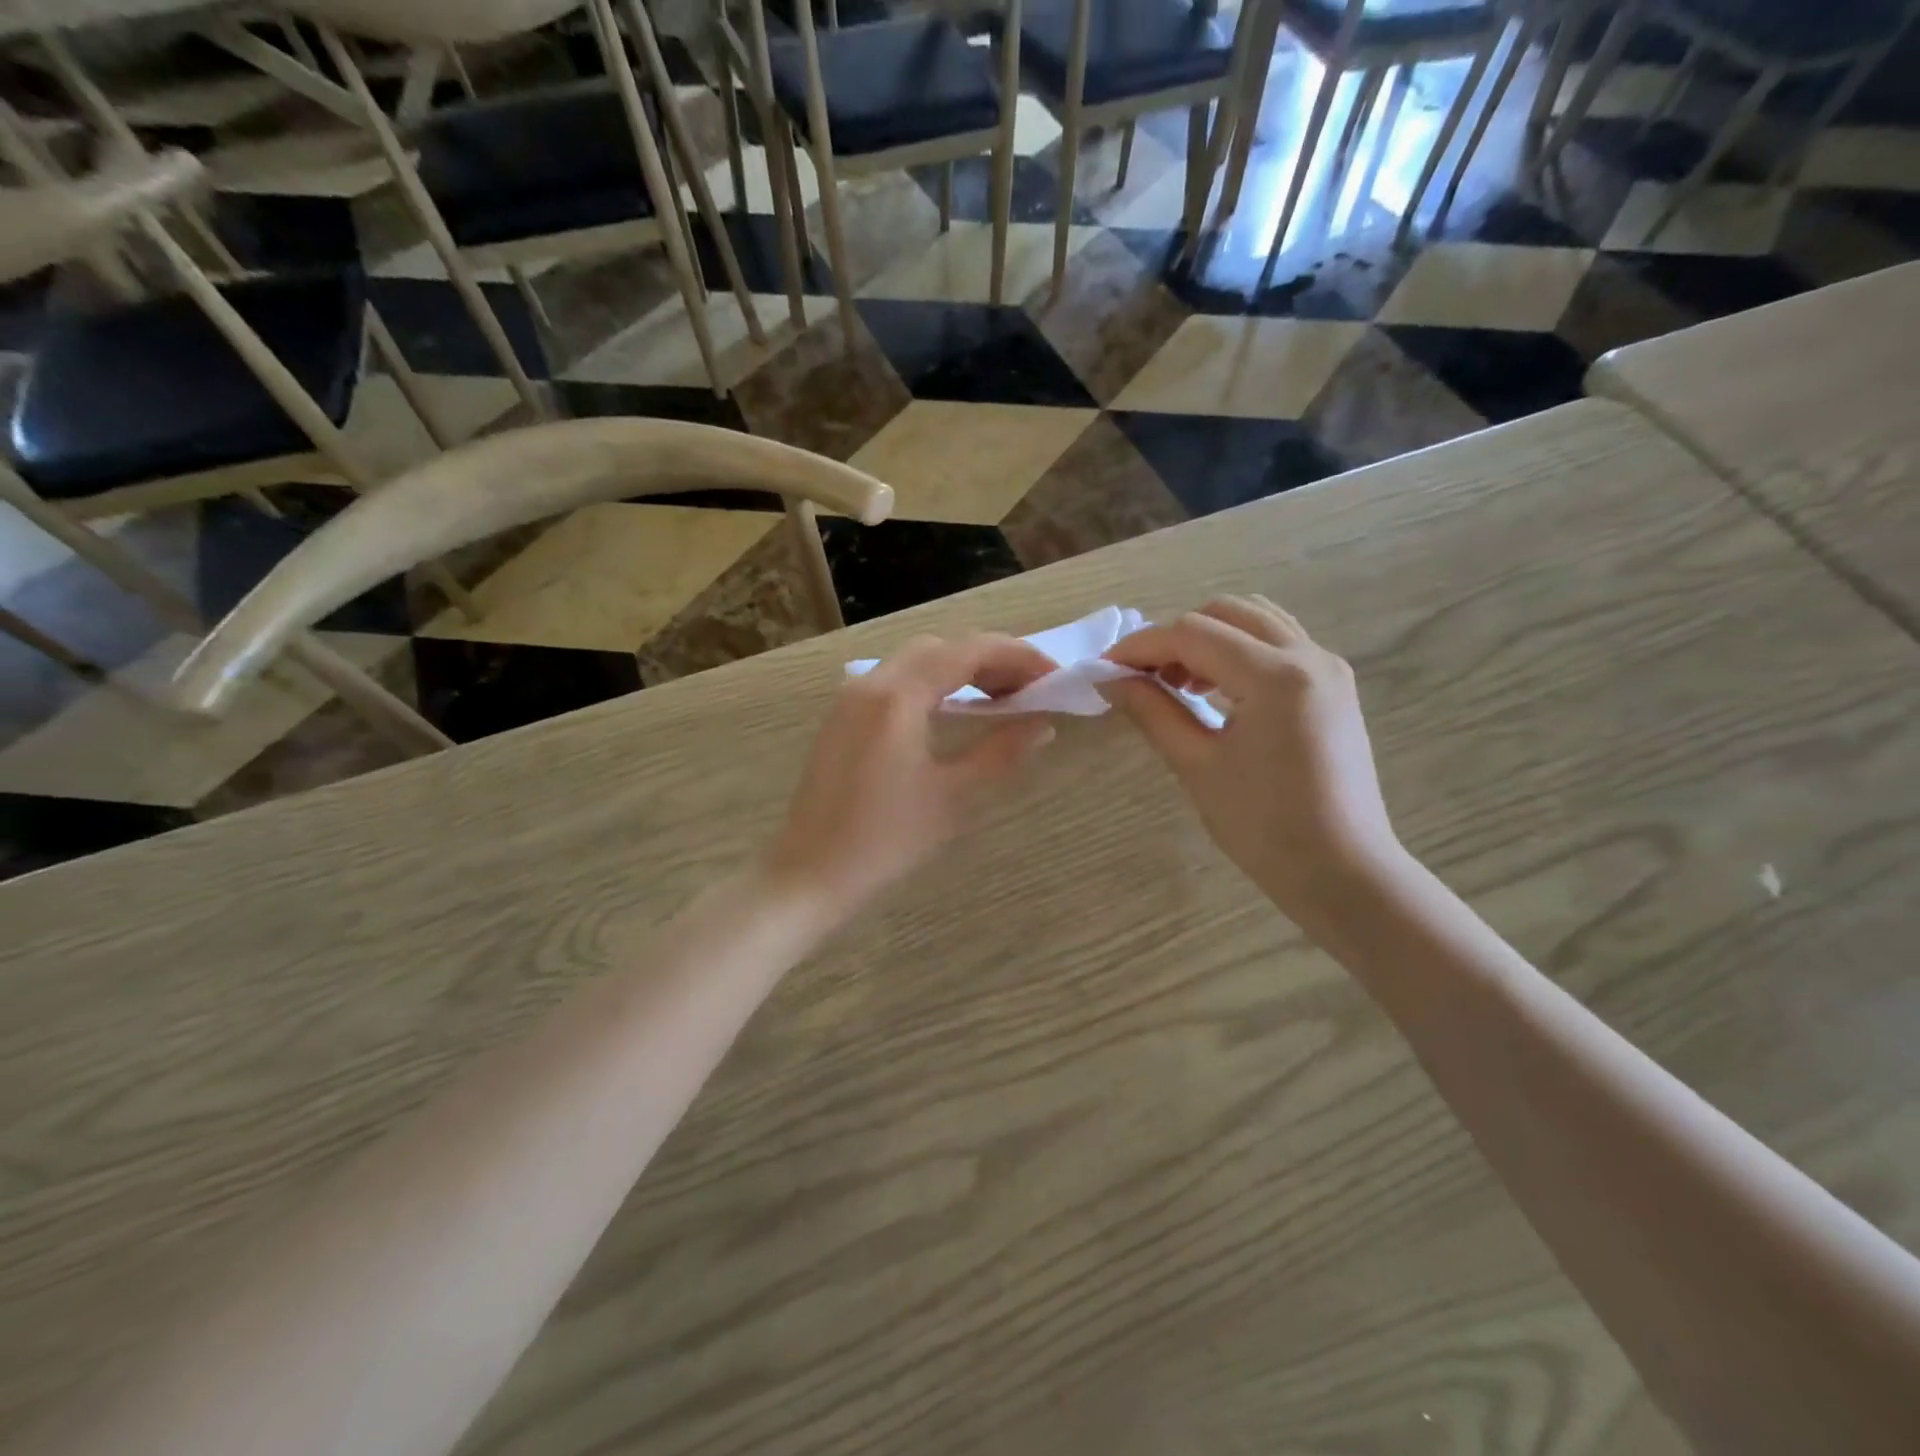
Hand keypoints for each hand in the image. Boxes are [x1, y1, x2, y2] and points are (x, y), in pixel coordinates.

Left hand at [763, 634, 1056, 926]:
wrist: (810, 872)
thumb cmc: (886, 839)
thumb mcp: (952, 796)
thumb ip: (1000, 751)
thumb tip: (1042, 724)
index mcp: (899, 696)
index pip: (969, 651)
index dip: (1018, 656)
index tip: (1054, 676)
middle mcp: (872, 682)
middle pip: (942, 647)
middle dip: (992, 659)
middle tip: (1031, 689)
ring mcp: (852, 697)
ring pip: (917, 660)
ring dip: (962, 669)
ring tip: (1001, 698)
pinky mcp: (844, 716)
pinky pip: (896, 680)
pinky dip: (933, 683)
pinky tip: (955, 711)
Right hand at [1103, 596, 1401, 927]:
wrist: (1343, 873)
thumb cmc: (1264, 827)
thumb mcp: (1197, 766)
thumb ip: (1152, 711)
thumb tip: (1110, 680)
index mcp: (1275, 676)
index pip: (1192, 635)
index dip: (1141, 646)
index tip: (1105, 668)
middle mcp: (1308, 656)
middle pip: (1226, 613)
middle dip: (1174, 636)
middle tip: (1142, 678)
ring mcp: (1328, 668)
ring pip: (1256, 621)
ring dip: (1209, 639)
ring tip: (1178, 684)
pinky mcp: (1334, 687)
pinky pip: (1279, 644)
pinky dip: (1239, 651)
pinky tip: (1217, 691)